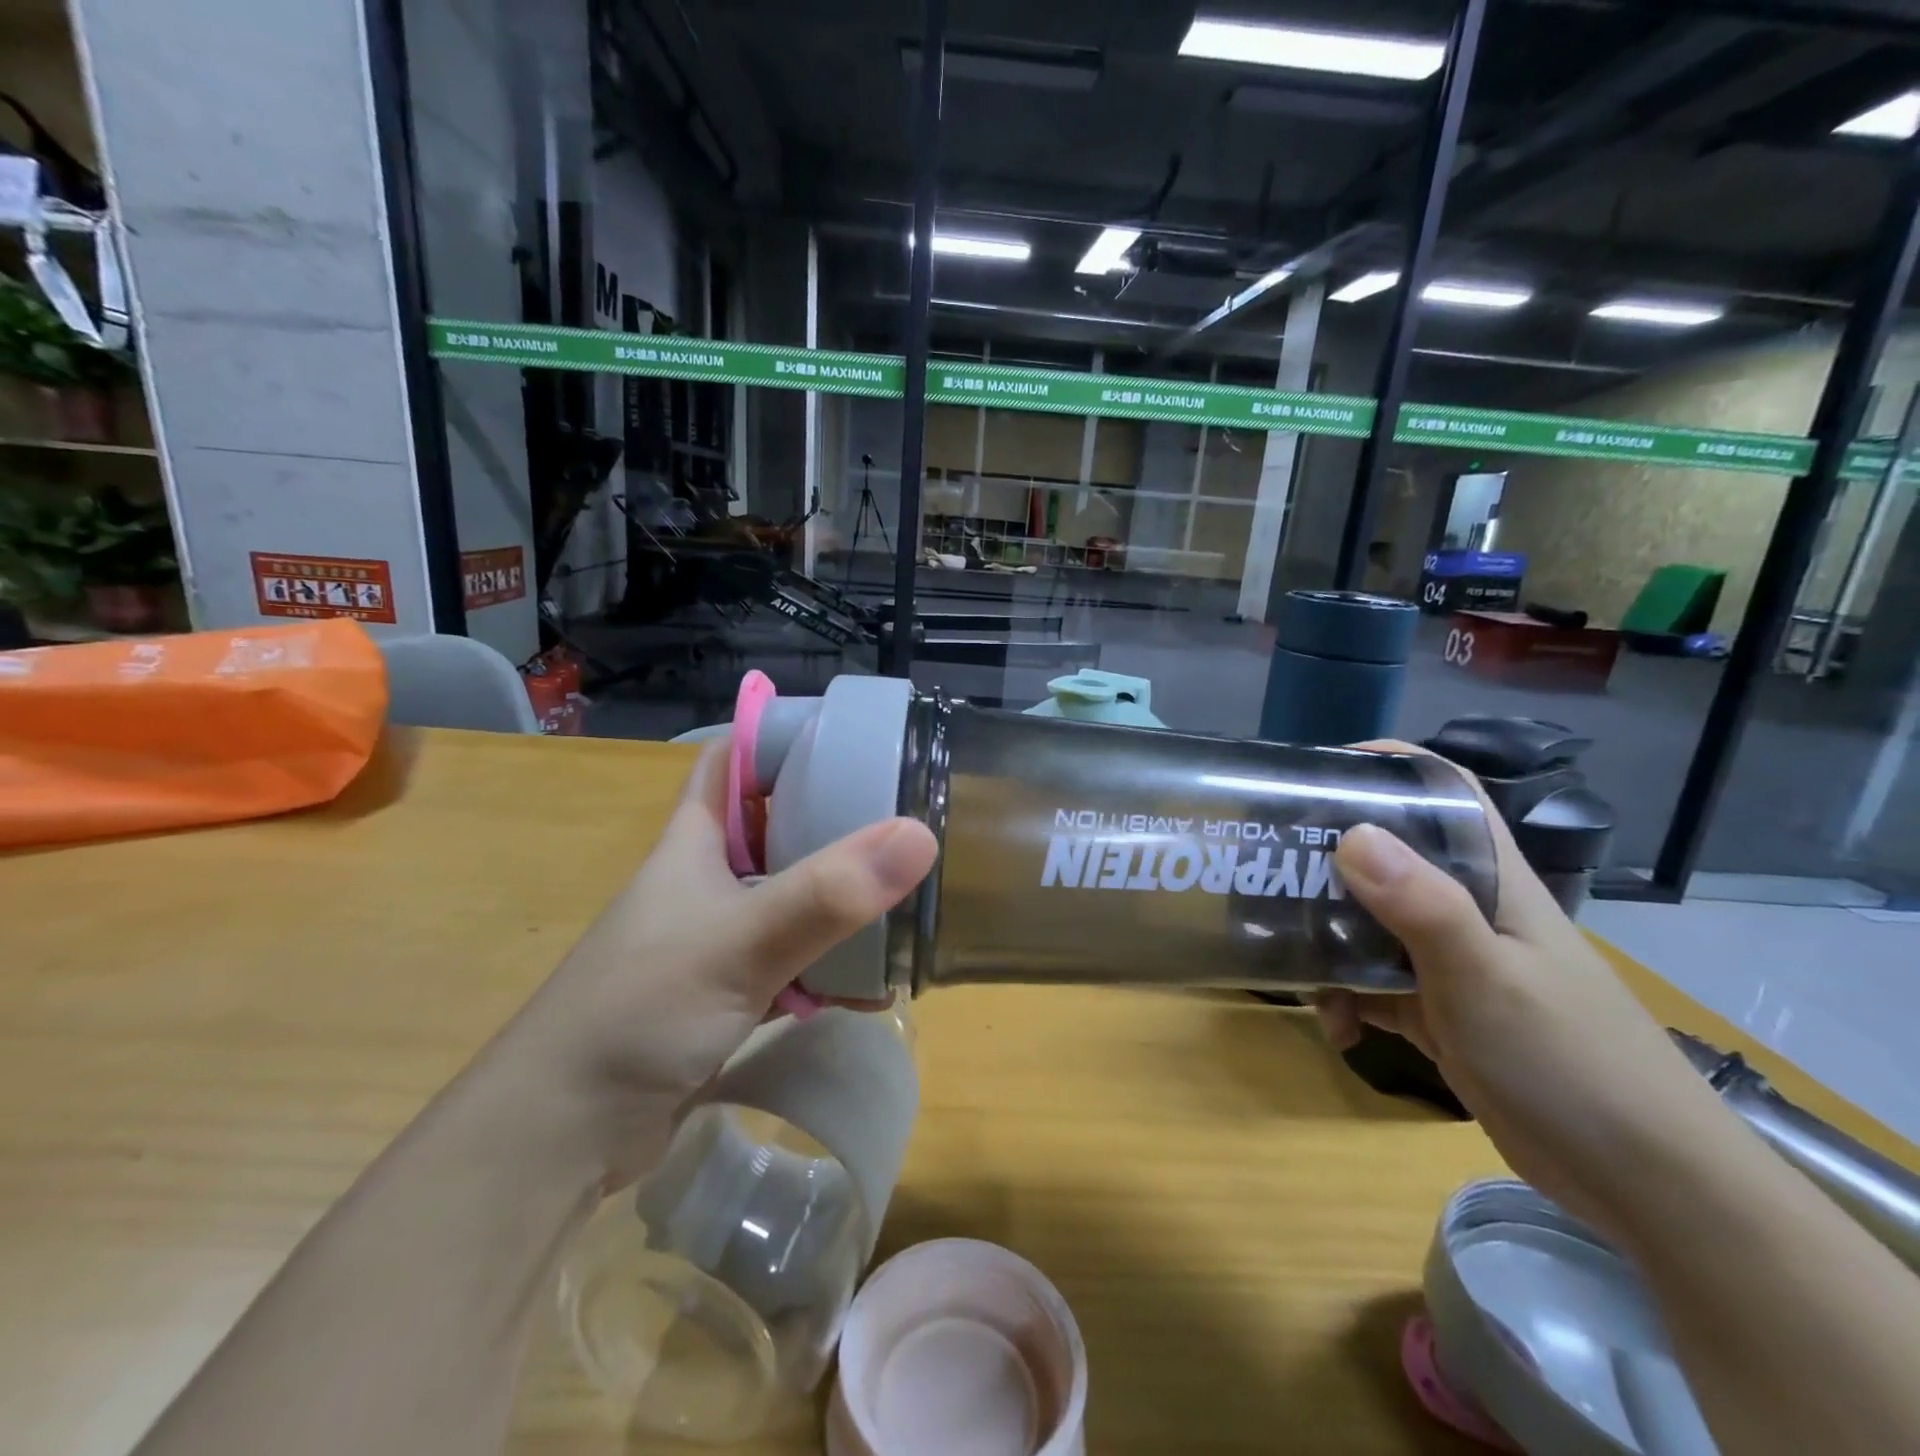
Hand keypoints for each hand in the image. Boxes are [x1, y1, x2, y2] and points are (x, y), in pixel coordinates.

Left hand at [478, 744, 937, 1185]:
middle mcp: (706, 880)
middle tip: (901, 813)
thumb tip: (920, 835)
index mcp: (695, 842)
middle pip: (774, 827)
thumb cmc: (639, 1010)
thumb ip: (828, 893)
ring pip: (790, 897)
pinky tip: (876, 985)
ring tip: (905, 893)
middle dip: (832, 817)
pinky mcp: (726, 994)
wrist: (561, 1136)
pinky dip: (831, 968)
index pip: (731, 761)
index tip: (847, 734)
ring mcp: (716, 939)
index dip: (778, 737)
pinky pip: (793, 963)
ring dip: (839, 898)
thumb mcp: (740, 942)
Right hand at [1315, 757, 1722, 1236]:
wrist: (1645, 1186)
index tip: (1315, 776)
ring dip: (1326, 944)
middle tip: (1266, 872)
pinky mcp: (1440, 1011)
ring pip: (1369, 925)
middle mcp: (1465, 909)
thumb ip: (1422, 907)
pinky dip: (1346, 1001)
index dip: (1387, 767)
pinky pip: (1373, 987)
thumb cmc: (1570, 1063)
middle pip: (1386, 858)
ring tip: (1291, 968)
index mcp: (1489, 880)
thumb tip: (1351, 833)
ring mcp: (1451, 962)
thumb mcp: (1485, 979)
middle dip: (1326, 862)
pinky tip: (1337, 1031)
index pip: (1443, 793)